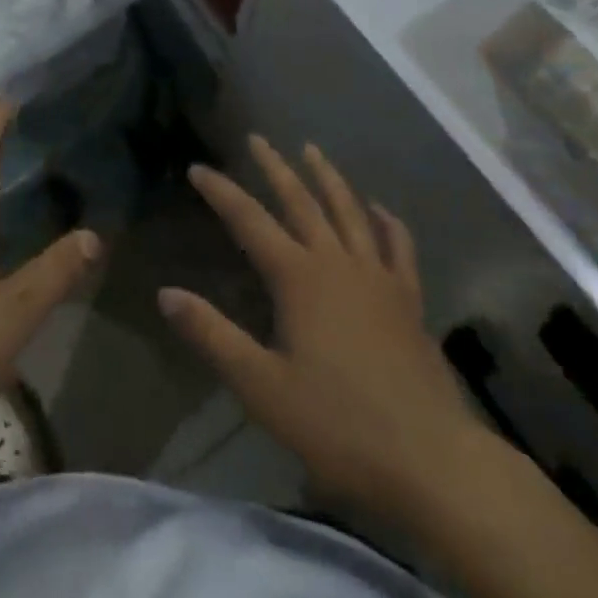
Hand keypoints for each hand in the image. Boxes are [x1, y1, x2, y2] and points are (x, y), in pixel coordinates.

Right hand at [160, 136, 479, 510]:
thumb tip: (166, 293)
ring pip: (348, 211)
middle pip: (300, 201)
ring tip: (312, 150)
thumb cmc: (338, 425)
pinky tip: (379, 208)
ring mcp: (377, 277)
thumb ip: (213, 335)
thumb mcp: (262, 387)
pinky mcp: (409, 299)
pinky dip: (387, 221)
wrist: (431, 459)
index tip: (197, 168)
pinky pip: (398, 246)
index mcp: (298, 278)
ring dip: (327, 177)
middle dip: (275, 167)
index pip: (249, 220)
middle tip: (258, 138)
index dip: (220, 191)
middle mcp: (336, 262)